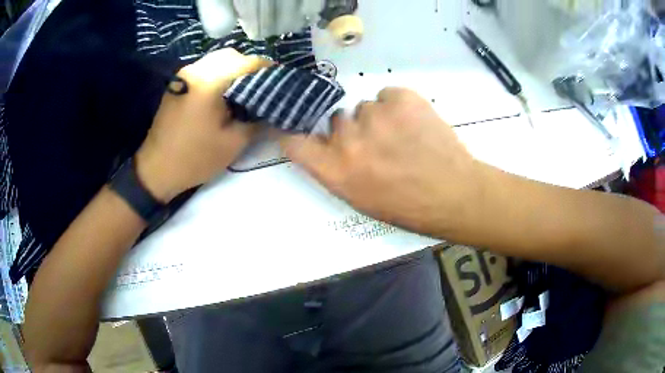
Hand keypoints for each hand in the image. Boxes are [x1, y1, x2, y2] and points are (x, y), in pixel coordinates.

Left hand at [136, 48, 271, 201]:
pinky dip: (219, 73)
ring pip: (217, 59)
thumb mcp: (233, 143)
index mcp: (210, 82)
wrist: (156, 170)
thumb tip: (274, 108)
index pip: (248, 63)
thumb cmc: (194, 159)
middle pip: (232, 55)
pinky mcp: (178, 82)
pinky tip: (224, 91)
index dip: (268, 70)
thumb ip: (257, 121)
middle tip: (262, 86)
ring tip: (245, 89)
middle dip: (250, 67)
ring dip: (234, 69)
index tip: (280, 83)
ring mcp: (184, 74)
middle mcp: (196, 70)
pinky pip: (205, 68)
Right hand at [281, 88, 484, 235]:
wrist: (453, 193)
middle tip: (379, 145)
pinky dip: (398, 106)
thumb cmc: (407, 206)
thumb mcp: (360, 198)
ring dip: (378, 119)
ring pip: (365, 107)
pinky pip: (388, 95)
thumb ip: (335, 169)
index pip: (295, 142)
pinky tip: (414, 124)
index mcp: (336, 171)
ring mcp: (375, 115)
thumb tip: (326, 144)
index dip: (295, 133)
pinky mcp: (401, 98)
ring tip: (403, 137)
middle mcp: (348, 140)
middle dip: (353, 131)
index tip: (300, 130)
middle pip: (336, 120)